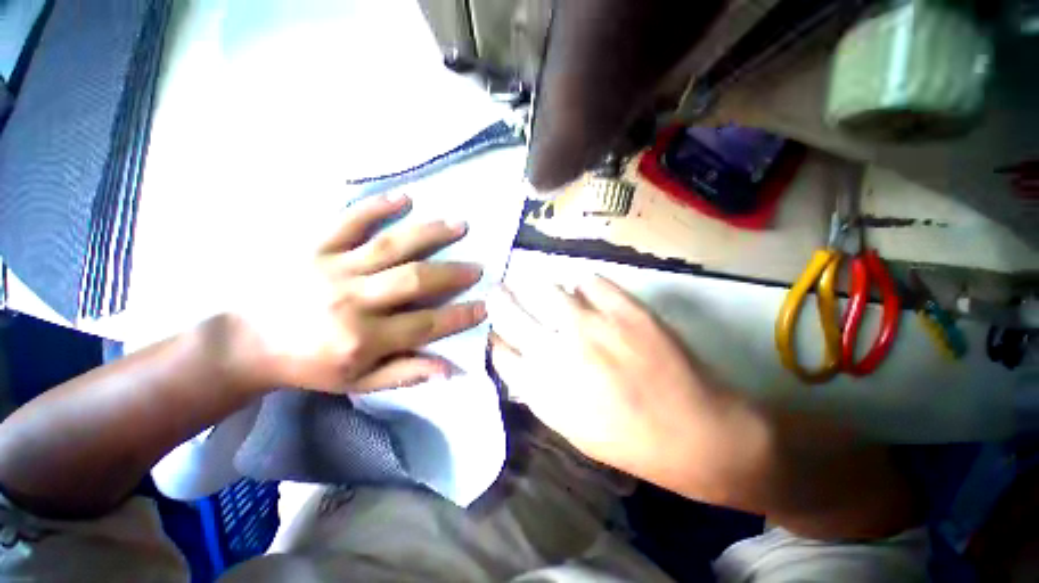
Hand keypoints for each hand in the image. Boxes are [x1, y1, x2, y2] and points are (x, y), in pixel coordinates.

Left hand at [239, 193, 486, 392]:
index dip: (460, 316)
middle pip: (415, 280)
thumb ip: (406, 374)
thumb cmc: (310, 366)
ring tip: (459, 225)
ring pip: (392, 245)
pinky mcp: (313, 247)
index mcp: (363, 339)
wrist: (246, 343)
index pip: (426, 324)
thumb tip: (451, 370)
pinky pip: (349, 221)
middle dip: (452, 273)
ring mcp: (333, 268)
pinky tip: (405, 198)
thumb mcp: (358, 383)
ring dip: (430, 233)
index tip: (485, 306)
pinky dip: (378, 207)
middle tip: (477, 267)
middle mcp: (353, 301)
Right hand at [488, 277, 748, 487]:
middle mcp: (558, 351)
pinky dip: (583, 286)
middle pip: (510, 311)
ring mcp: (592, 325)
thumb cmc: (625, 438)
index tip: (498, 329)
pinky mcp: (625, 308)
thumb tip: (513, 354)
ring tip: (542, 290)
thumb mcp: (567, 425)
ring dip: (537, 288)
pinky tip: (587, 295)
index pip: (500, 349)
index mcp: (542, 388)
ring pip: (545, 288)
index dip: (496, 335)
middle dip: (499, 298)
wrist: (694, 431)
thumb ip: (533, 389)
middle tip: (499, 290)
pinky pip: (589, 280)